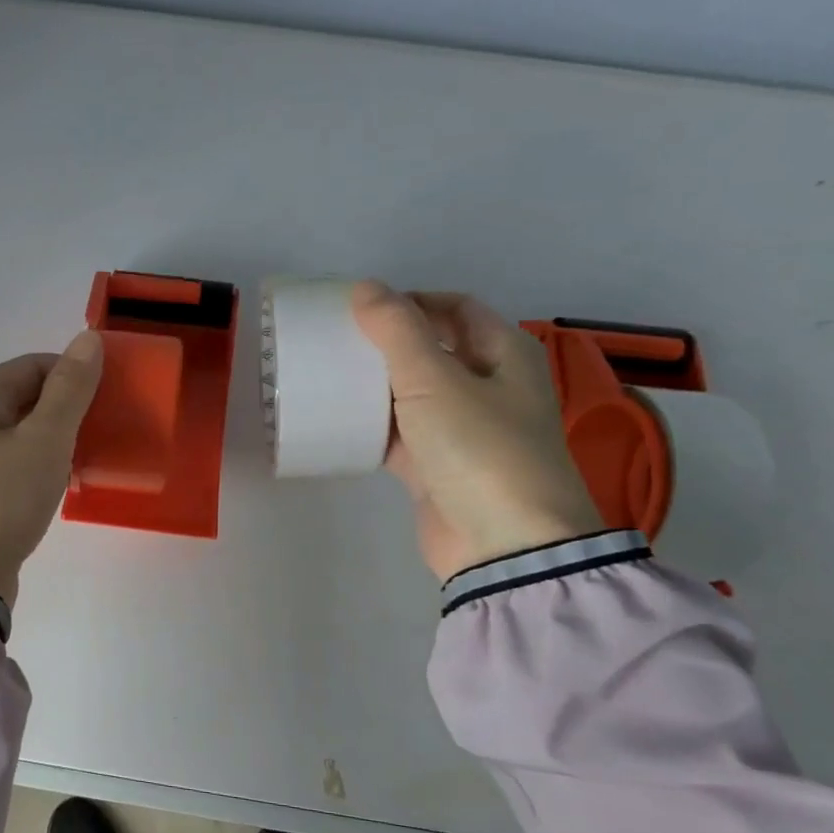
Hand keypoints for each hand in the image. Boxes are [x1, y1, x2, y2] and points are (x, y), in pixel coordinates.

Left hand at [0, 331, 104, 608]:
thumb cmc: (2, 496)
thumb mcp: (45, 438)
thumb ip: (71, 389)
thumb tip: (90, 338)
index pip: (34, 365)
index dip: (75, 376)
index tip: (110, 400)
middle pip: (27, 397)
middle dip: (69, 409)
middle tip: (106, 430)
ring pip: (24, 432)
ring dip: (58, 438)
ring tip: (91, 456)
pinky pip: (16, 461)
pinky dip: (43, 463)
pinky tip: (64, 480)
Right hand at [351, 281, 603, 579]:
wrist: (503, 545)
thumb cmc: (479, 447)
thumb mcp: (434, 379)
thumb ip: (396, 329)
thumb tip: (366, 287)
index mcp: (504, 353)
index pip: (455, 307)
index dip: (410, 300)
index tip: (359, 308)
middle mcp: (490, 386)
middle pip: (432, 349)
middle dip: (386, 343)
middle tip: (337, 341)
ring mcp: (465, 430)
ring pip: (413, 394)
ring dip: (376, 385)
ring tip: (328, 375)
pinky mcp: (440, 467)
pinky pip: (402, 435)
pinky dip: (374, 427)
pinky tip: (338, 421)